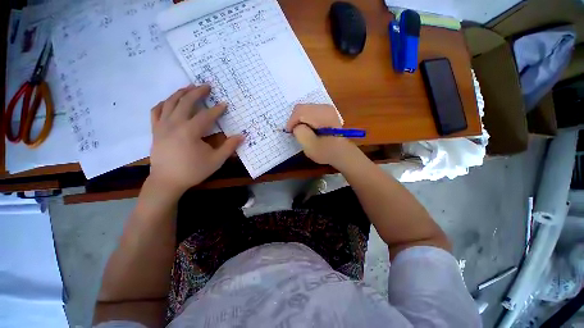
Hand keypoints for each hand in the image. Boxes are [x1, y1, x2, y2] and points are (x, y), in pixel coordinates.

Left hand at [148, 85, 243, 195]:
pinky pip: (157, 111)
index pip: (206, 115)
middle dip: (198, 92)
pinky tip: (170, 101)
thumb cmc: (193, 171)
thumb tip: (242, 136)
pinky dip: (164, 103)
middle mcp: (174, 124)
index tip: (225, 103)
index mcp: (190, 131)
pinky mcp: (155, 130)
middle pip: (186, 102)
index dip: (217, 109)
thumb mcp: (216, 160)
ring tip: (190, 87)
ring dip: (181, 93)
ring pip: (170, 102)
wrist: (167, 181)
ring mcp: (162, 126)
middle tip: (207, 86)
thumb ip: (229, 147)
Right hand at [286, 104, 357, 167]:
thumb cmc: (326, 152)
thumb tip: (297, 125)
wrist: (341, 153)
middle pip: (301, 108)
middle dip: (295, 120)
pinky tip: (307, 128)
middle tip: (294, 132)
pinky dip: (305, 119)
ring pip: (305, 109)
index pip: (300, 111)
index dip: (291, 121)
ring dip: (299, 119)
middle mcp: (325, 108)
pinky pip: (310, 111)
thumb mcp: (309, 146)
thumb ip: (300, 132)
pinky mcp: (326, 112)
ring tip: (300, 131)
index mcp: (322, 115)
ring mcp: (327, 108)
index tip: (289, 133)